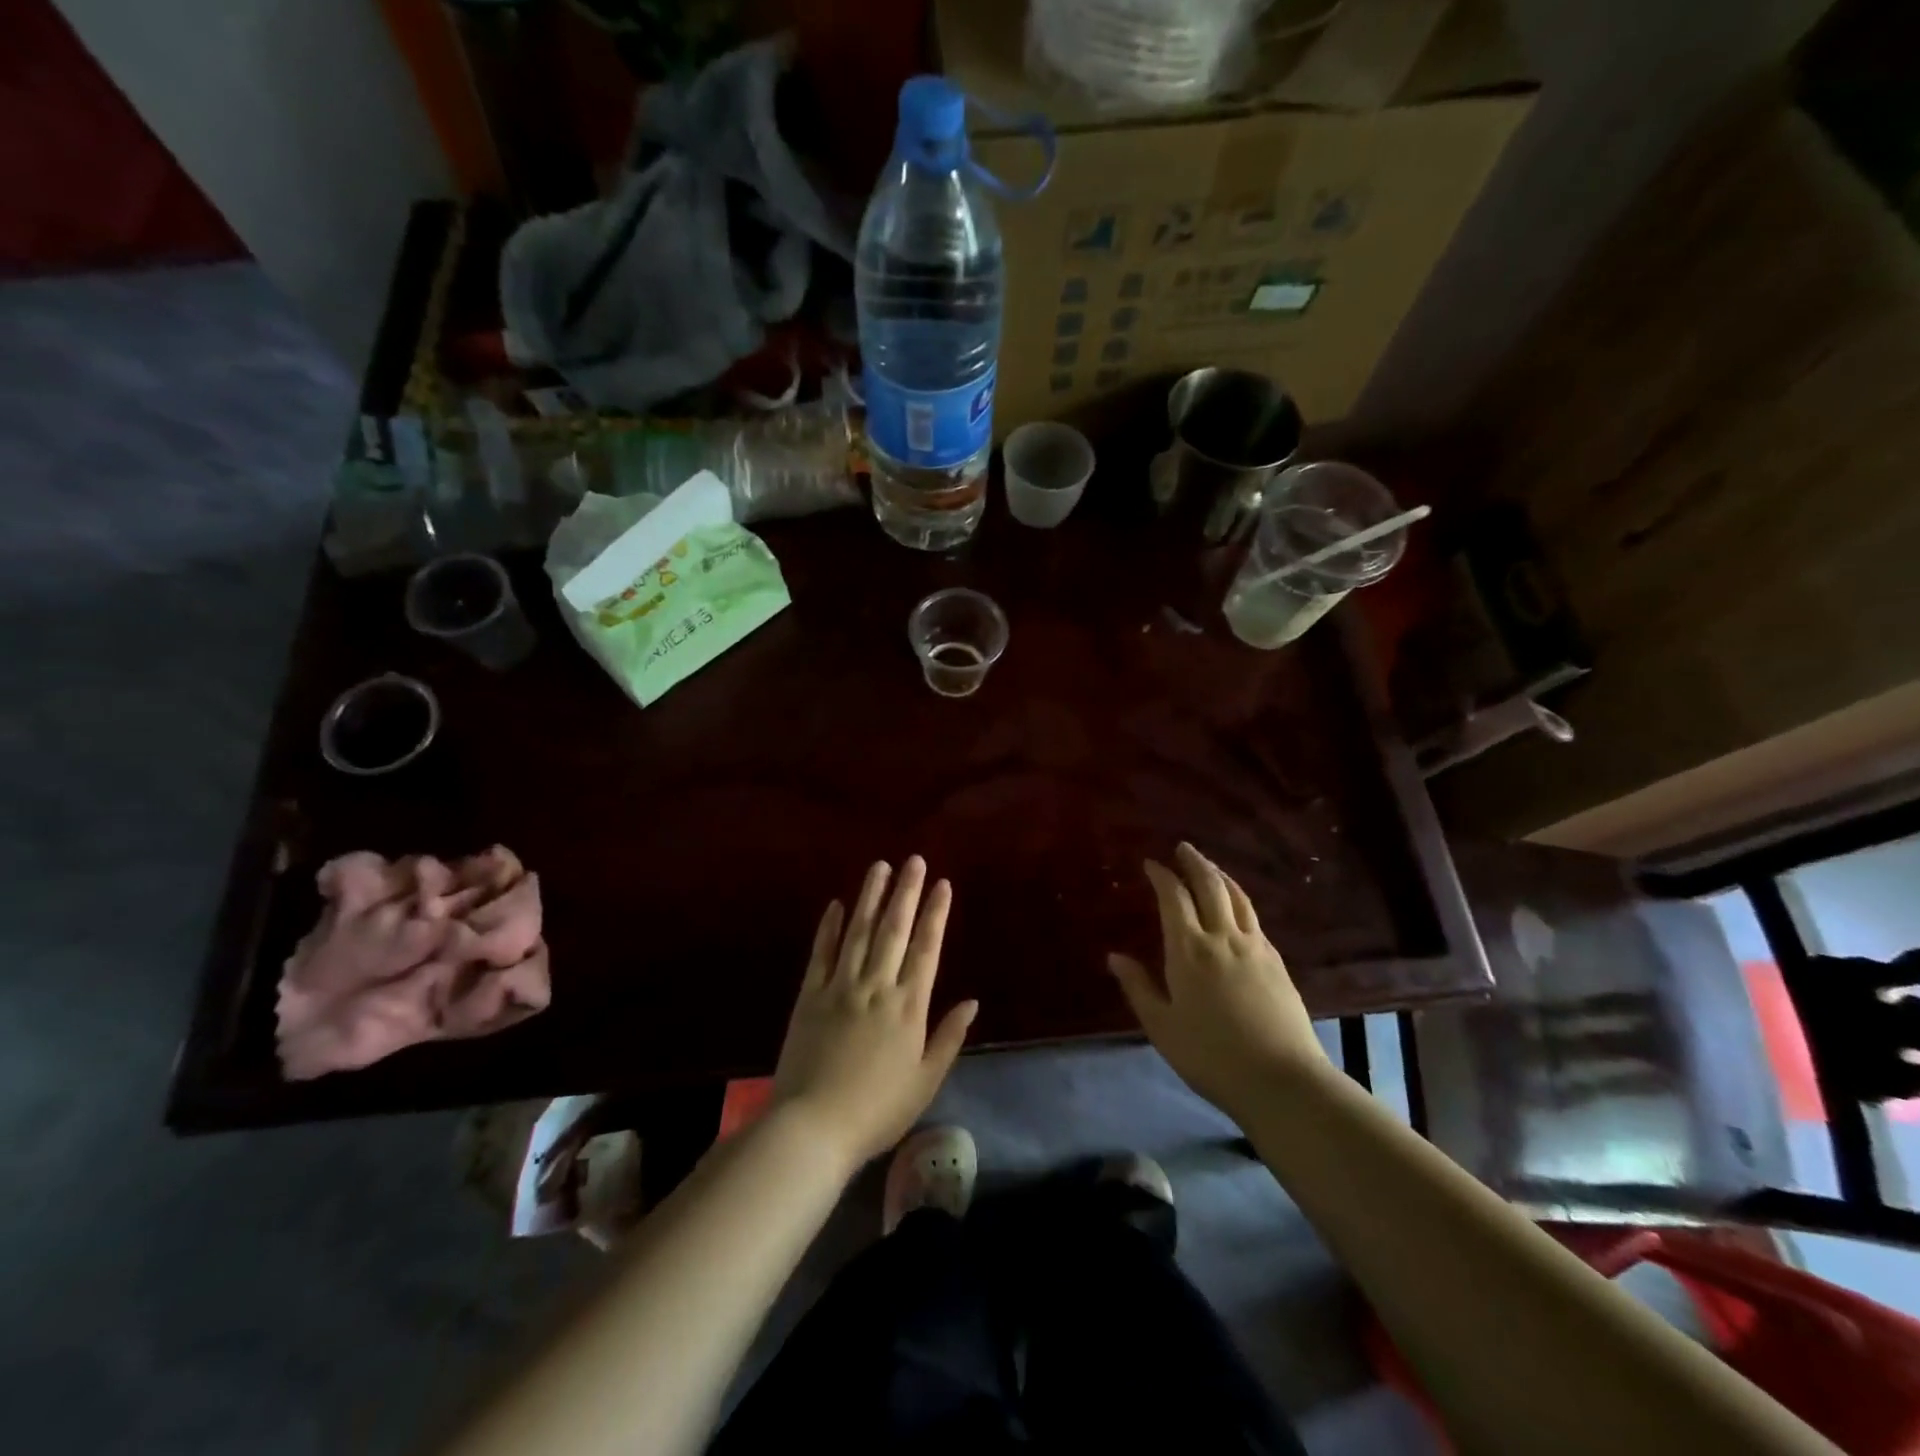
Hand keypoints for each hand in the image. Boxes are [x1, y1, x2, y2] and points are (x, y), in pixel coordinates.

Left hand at [771, 857, 977, 1169]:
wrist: (813, 1127)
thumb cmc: (878, 1110)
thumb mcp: (925, 1080)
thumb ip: (949, 1037)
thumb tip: (973, 1001)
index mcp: (908, 1006)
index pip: (926, 949)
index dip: (936, 914)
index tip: (942, 884)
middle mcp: (876, 986)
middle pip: (894, 930)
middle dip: (906, 892)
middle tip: (913, 860)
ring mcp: (840, 987)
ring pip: (858, 931)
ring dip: (870, 897)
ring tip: (880, 867)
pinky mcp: (810, 996)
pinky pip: (821, 953)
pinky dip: (829, 927)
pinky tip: (836, 904)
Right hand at [1108, 842, 1328, 1117]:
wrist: (1282, 1079)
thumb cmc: (1210, 1055)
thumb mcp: (1162, 1027)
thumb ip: (1138, 987)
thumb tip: (1114, 957)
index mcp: (1189, 950)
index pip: (1174, 898)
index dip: (1162, 876)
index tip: (1151, 863)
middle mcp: (1223, 937)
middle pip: (1210, 886)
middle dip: (1194, 862)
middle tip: (1183, 848)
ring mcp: (1255, 947)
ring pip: (1238, 897)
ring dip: (1220, 876)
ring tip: (1210, 867)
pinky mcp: (1277, 962)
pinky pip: (1254, 918)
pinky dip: (1240, 901)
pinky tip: (1237, 910)